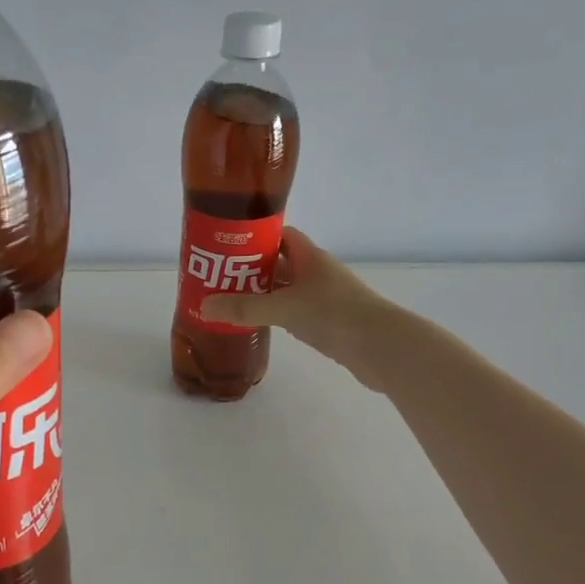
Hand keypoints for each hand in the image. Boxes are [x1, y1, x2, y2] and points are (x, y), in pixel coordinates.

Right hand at [199, 228, 396, 388]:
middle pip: (279, 264)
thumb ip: (245, 308)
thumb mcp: (284, 309)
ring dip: (262, 294)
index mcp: (311, 257)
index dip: (256, 237)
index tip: (228, 245)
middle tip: (218, 277)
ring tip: (229, 301)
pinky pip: (294, 312)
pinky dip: (275, 315)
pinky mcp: (327, 322)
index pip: (281, 236)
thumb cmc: (334, 315)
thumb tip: (205, 306)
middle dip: (251, 269)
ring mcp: (324, 298)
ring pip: (286, 290)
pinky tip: (258, 323)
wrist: (380, 348)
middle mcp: (317, 273)